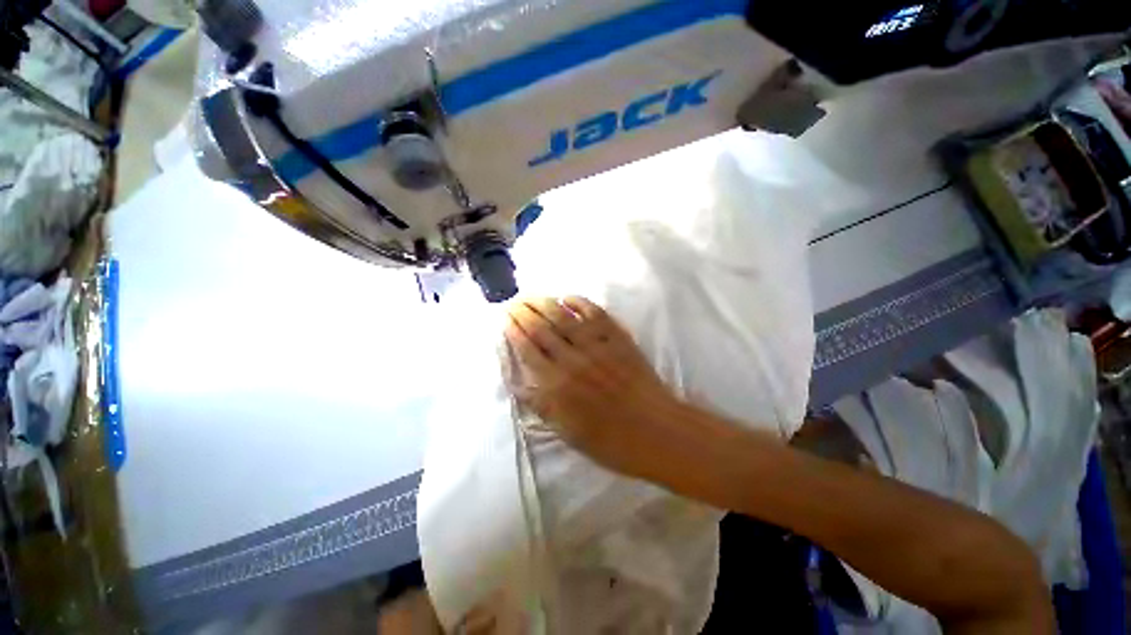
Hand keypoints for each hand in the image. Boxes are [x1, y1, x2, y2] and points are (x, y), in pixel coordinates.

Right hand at [503, 296, 688, 477]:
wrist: (656, 431)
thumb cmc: (610, 440)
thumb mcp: (567, 432)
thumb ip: (541, 404)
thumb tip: (517, 383)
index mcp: (557, 385)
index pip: (528, 349)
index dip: (514, 331)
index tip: (504, 318)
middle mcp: (573, 360)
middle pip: (541, 328)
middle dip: (523, 312)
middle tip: (512, 301)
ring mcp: (597, 346)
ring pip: (564, 317)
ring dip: (544, 302)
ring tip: (531, 295)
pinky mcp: (617, 338)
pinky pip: (595, 314)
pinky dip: (580, 302)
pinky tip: (567, 297)